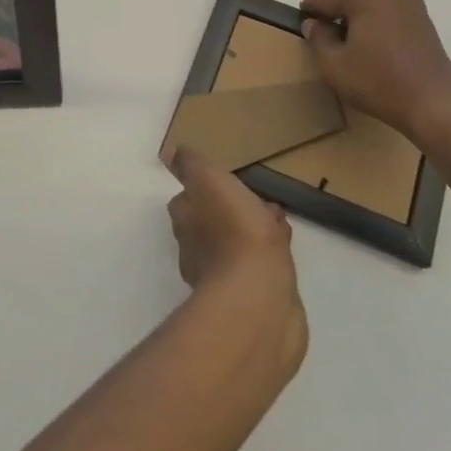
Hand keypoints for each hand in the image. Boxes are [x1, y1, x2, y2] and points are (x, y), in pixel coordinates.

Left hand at [165, 150, 294, 292]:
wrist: (258, 296)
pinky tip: (283, 252)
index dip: (209, 189)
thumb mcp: (208, 182)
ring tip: (279, 223)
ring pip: (237, 245)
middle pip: (213, 224)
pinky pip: (256, 267)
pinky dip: (267, 256)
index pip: (189, 199)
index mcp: (185, 222)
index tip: (230, 181)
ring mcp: (222, 278)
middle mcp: (195, 250)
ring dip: (254, 232)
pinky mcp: (249, 298)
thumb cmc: (233, 229)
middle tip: (260, 202)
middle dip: (235, 211)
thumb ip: (189, 166)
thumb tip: (167, 152)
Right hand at [300, 0, 450, 139]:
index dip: (310, 9)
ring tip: (351, 34)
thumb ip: (318, 39)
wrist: (435, 103)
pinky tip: (374, 39)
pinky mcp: (424, 19)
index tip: (301, 19)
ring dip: (360, 6)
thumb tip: (313, 23)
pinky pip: (393, 6)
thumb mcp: (334, 66)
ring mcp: (411, 3)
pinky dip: (379, 14)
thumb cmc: (379, 82)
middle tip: (328, 24)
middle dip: (338, 0)